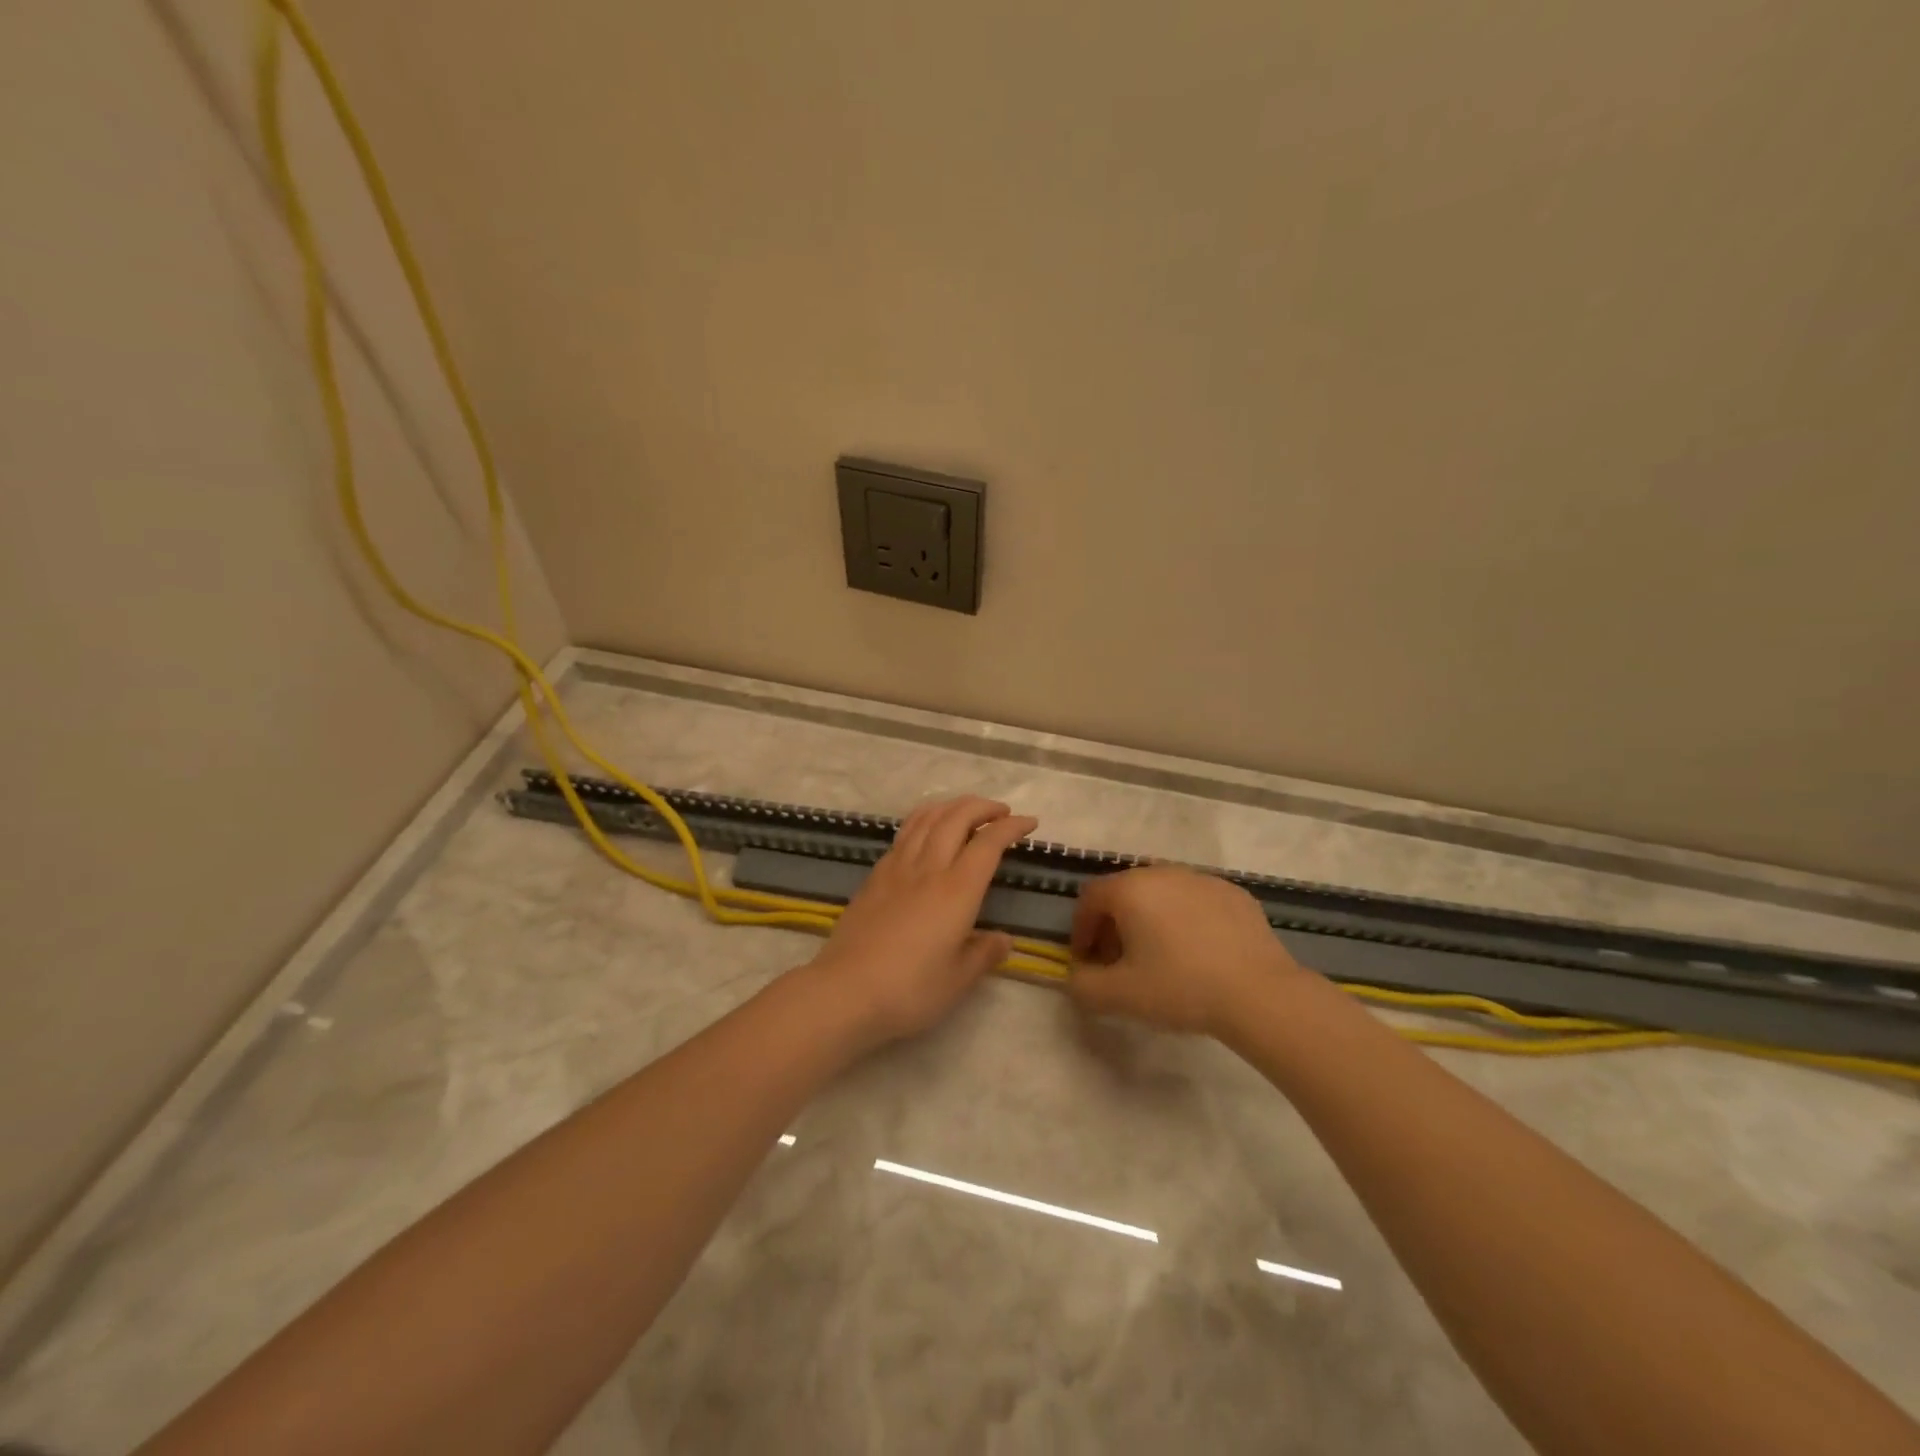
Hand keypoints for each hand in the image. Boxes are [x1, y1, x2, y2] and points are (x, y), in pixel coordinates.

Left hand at [805, 796, 1038, 1047]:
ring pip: (926, 818)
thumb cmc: (909, 990)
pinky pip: (904, 834)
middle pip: (957, 817)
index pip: (989, 843)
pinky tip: (926, 832)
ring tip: (966, 811)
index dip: (1012, 827)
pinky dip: (924, 821)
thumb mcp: (958, 980)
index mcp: (957, 890)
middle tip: (1002, 812)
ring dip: (951, 806)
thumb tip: (1002, 939)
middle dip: (983, 806)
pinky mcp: (875, 876)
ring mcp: (897, 868)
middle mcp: (928, 868)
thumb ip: (984, 954)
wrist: (845, 991)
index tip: (1029, 823)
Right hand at [1067, 866, 1303, 1035]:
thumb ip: (1083, 985)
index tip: (1087, 960)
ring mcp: (1202, 879)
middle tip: (1120, 962)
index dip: (1081, 929)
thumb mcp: (1119, 995)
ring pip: (1162, 894)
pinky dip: (1185, 920)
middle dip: (1114, 925)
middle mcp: (1163, 872)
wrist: (1260, 994)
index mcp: (1131, 888)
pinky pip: (1195, 902)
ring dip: (1149, 920)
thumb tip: (1075, 976)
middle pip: (1125, 892)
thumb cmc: (1180, 987)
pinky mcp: (1235, 894)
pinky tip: (1198, 954)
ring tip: (1160, 958)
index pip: (1090, 898)